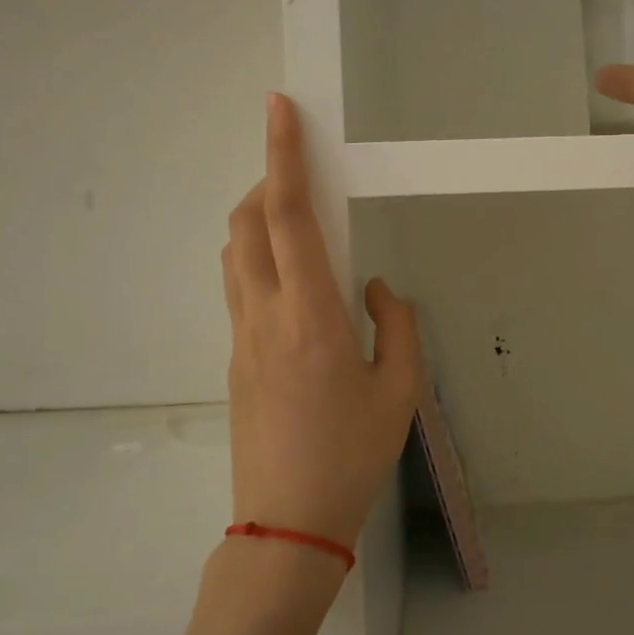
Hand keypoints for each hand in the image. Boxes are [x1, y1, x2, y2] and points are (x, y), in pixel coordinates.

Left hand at [221, 94, 422, 549]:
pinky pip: (239, 286)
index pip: (290, 217)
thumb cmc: (352, 455)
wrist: (287, 525)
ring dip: (257, 220)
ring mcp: (241, 337)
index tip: (279, 110)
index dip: (284, 156)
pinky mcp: (233, 358)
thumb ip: (396, 324)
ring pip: (235, 253)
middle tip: (302, 175)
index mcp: (312, 317)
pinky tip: (293, 283)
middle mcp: (265, 316)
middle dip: (268, 181)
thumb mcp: (400, 390)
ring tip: (296, 222)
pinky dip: (257, 258)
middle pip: (247, 223)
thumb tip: (373, 288)